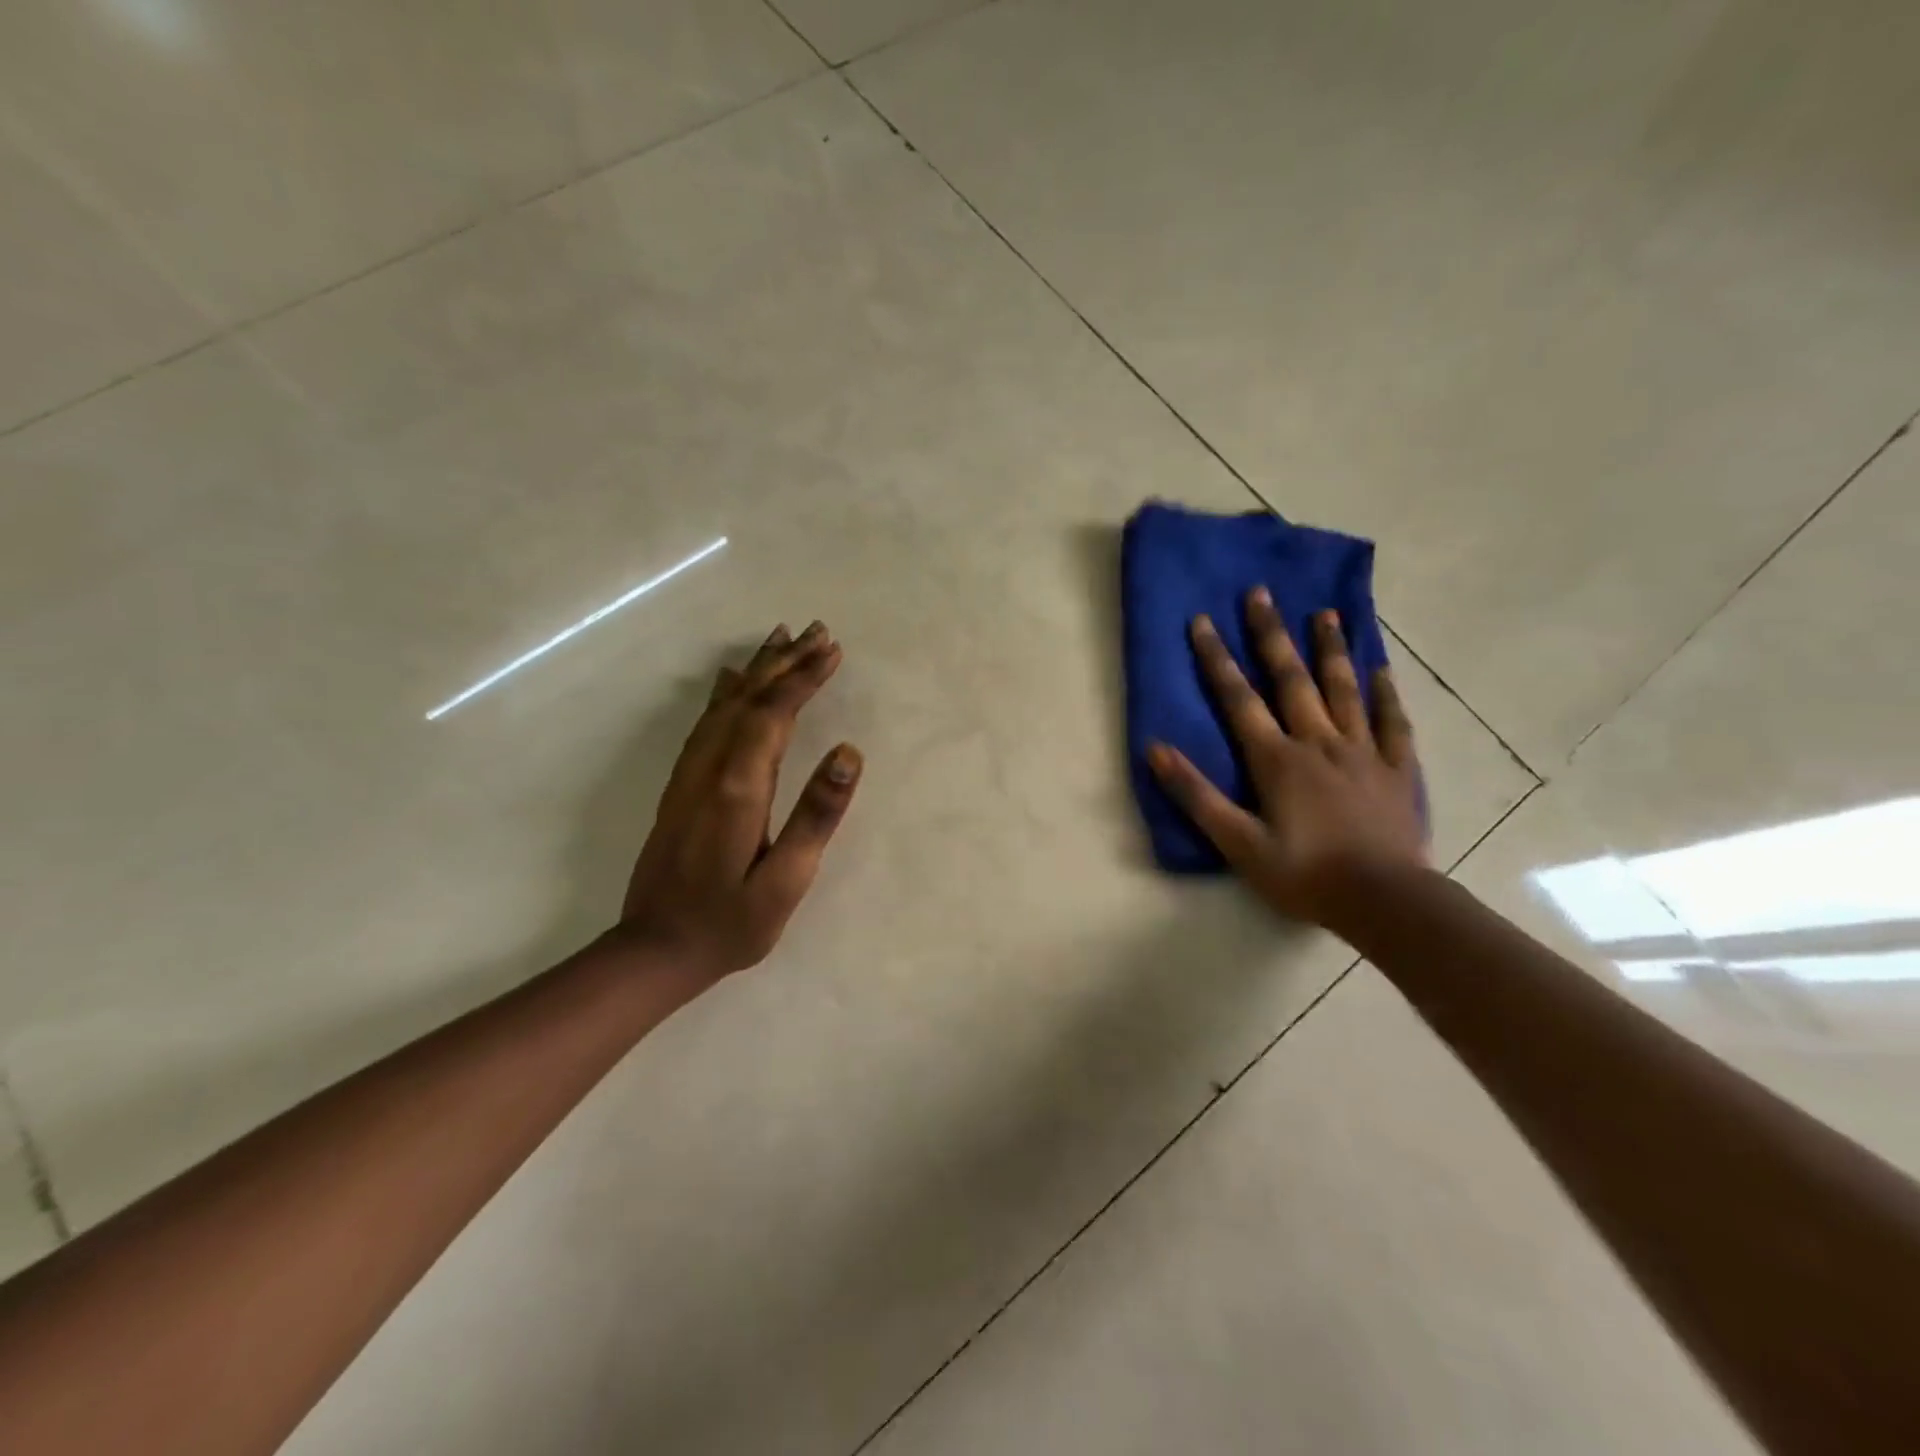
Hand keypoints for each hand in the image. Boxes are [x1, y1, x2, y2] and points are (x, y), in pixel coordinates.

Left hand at [616, 621, 861, 982]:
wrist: (654, 951)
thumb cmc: (730, 923)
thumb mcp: (786, 880)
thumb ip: (817, 815)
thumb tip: (847, 752)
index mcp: (739, 786)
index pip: (775, 713)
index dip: (804, 678)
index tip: (833, 650)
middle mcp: (710, 768)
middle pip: (750, 699)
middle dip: (786, 662)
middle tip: (819, 632)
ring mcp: (690, 775)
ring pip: (726, 705)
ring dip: (758, 669)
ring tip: (782, 639)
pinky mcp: (681, 787)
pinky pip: (706, 723)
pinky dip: (725, 693)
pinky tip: (731, 680)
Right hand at [1147, 590, 1426, 926]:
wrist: (1384, 900)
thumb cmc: (1303, 873)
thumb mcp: (1237, 843)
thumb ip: (1196, 795)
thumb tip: (1156, 749)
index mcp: (1277, 759)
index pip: (1239, 699)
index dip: (1216, 659)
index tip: (1201, 620)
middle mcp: (1318, 742)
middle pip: (1291, 679)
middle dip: (1271, 635)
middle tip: (1261, 593)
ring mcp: (1362, 752)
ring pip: (1343, 690)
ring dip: (1330, 649)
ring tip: (1326, 613)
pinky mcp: (1395, 769)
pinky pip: (1391, 722)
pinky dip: (1384, 693)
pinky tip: (1379, 669)